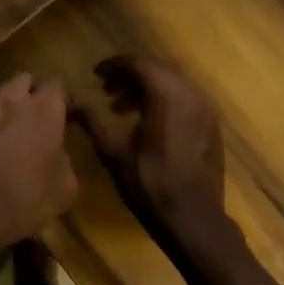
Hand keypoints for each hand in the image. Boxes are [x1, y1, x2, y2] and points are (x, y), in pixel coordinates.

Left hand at [0, 74, 77, 261]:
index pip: (57, 84)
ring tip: (13, 126)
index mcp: (43, 109)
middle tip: (38, 117)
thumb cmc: (22, 201)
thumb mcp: (64, 190)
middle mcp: (11, 98)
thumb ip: (65, 160)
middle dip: (33, 93)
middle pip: (25, 79)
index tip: (66, 116)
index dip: (62, 99)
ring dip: (8, 102)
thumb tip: (57, 153)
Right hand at [78, 56, 232, 247]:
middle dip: (130, 76)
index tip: (95, 74)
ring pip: (172, 85)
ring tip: (121, 108)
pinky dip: (163, 101)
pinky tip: (146, 123)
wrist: (194, 220)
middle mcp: (191, 95)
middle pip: (158, 70)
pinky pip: (185, 100)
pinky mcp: (211, 127)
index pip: (139, 64)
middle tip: (106, 90)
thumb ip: (92, 121)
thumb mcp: (113, 151)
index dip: (114, 65)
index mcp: (168, 95)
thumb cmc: (149, 183)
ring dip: (146, 89)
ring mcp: (206, 111)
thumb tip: (72, 102)